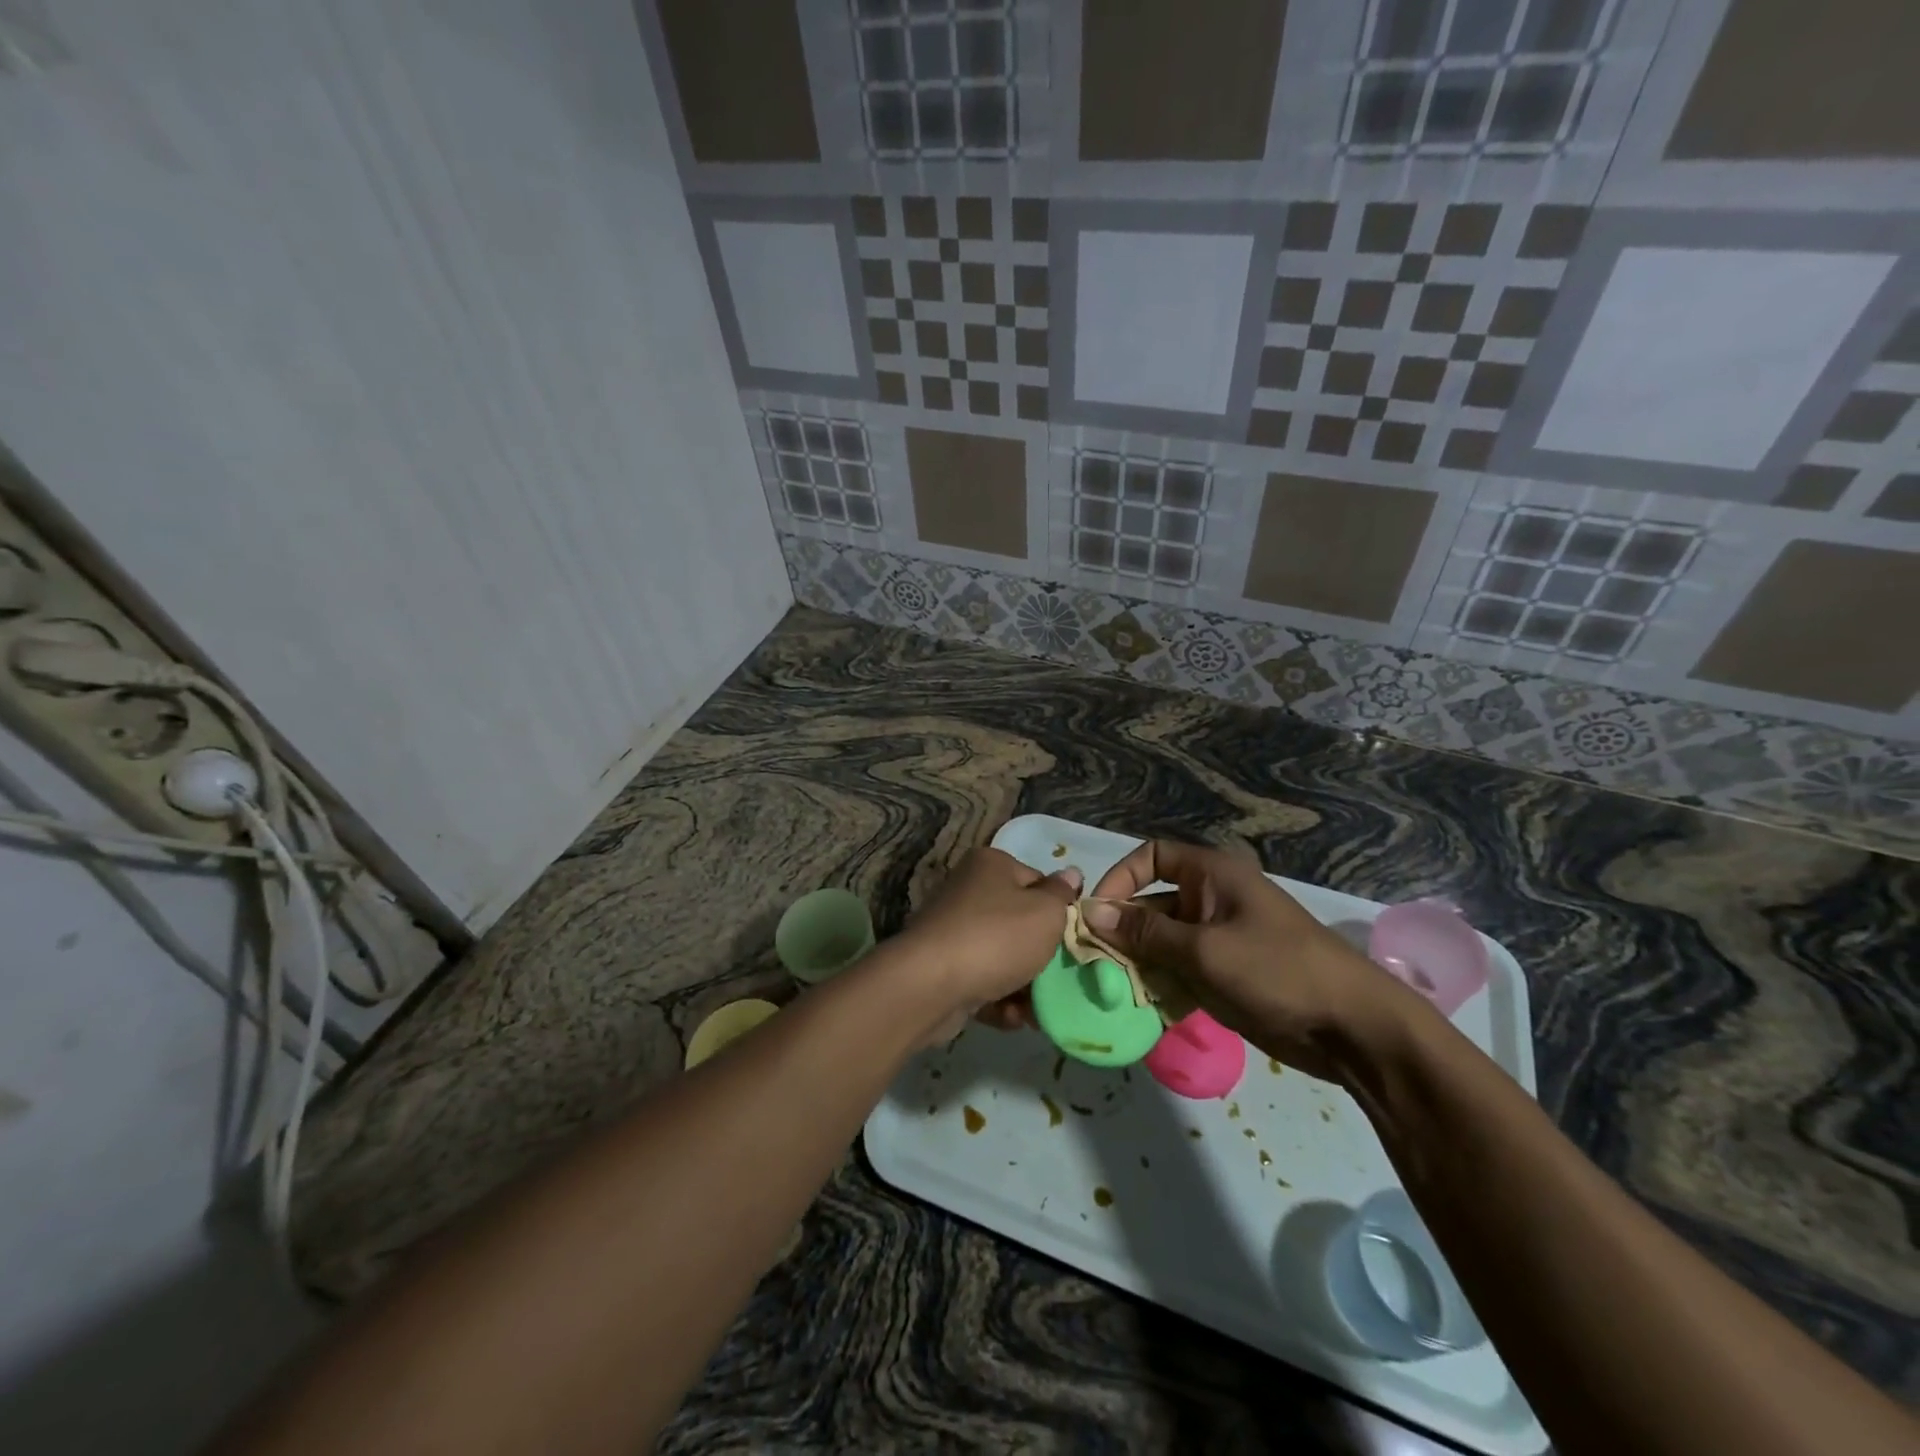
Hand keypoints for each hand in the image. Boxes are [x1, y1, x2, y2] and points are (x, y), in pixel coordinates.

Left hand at [894, 848, 1081, 1042]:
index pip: (1038, 881)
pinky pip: (983, 982)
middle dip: (1043, 956)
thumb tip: (1071, 874)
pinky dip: (1000, 1000)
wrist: (930, 985)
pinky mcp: (945, 968)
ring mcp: (954, 931)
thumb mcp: (1046, 912)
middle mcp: (969, 891)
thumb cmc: (996, 938)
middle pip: (1021, 923)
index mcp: (991, 865)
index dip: (1059, 910)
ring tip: (1037, 1010)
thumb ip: (1062, 895)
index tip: (1072, 939)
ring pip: (1004, 958)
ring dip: (1025, 986)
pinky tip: (1012, 1018)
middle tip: (1061, 979)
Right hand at [1085, 840, 1422, 1083]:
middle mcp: (1211, 899)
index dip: (1121, 878)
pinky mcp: (1224, 974)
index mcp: (1212, 875)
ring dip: (1138, 963)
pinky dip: (1160, 984)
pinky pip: (1179, 970)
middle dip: (1123, 931)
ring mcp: (1219, 938)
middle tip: (1095, 963)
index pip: (1152, 856)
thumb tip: (1092, 913)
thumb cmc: (1277, 971)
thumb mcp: (1205, 950)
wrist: (1352, 1027)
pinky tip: (1143, 1008)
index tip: (1098, 913)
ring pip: (1162, 942)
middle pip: (1151, 903)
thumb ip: (1146, 933)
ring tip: (1113, 990)